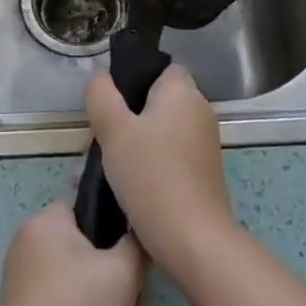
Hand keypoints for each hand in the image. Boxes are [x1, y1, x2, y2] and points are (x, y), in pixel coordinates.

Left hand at [0, 201, 145, 305]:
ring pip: (84, 287)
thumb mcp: (123, 273)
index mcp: (45, 224)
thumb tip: (135, 233)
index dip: (118, 225)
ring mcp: (26, 286)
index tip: (140, 254)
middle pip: (89, 252)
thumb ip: (136, 243)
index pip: (87, 204)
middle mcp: (30, 248)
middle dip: (122, 282)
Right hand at [85, 65, 238, 283]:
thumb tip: (101, 75)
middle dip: (129, 113)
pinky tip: (130, 181)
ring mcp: (205, 142)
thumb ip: (103, 96)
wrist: (193, 238)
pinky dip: (152, 160)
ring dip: (137, 139)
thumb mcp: (114, 131)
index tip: (110, 101)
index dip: (134, 77)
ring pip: (162, 128)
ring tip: (110, 162)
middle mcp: (200, 110)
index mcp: (183, 92)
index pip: (161, 67)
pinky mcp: (204, 171)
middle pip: (158, 99)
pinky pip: (171, 151)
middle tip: (101, 135)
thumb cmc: (151, 176)